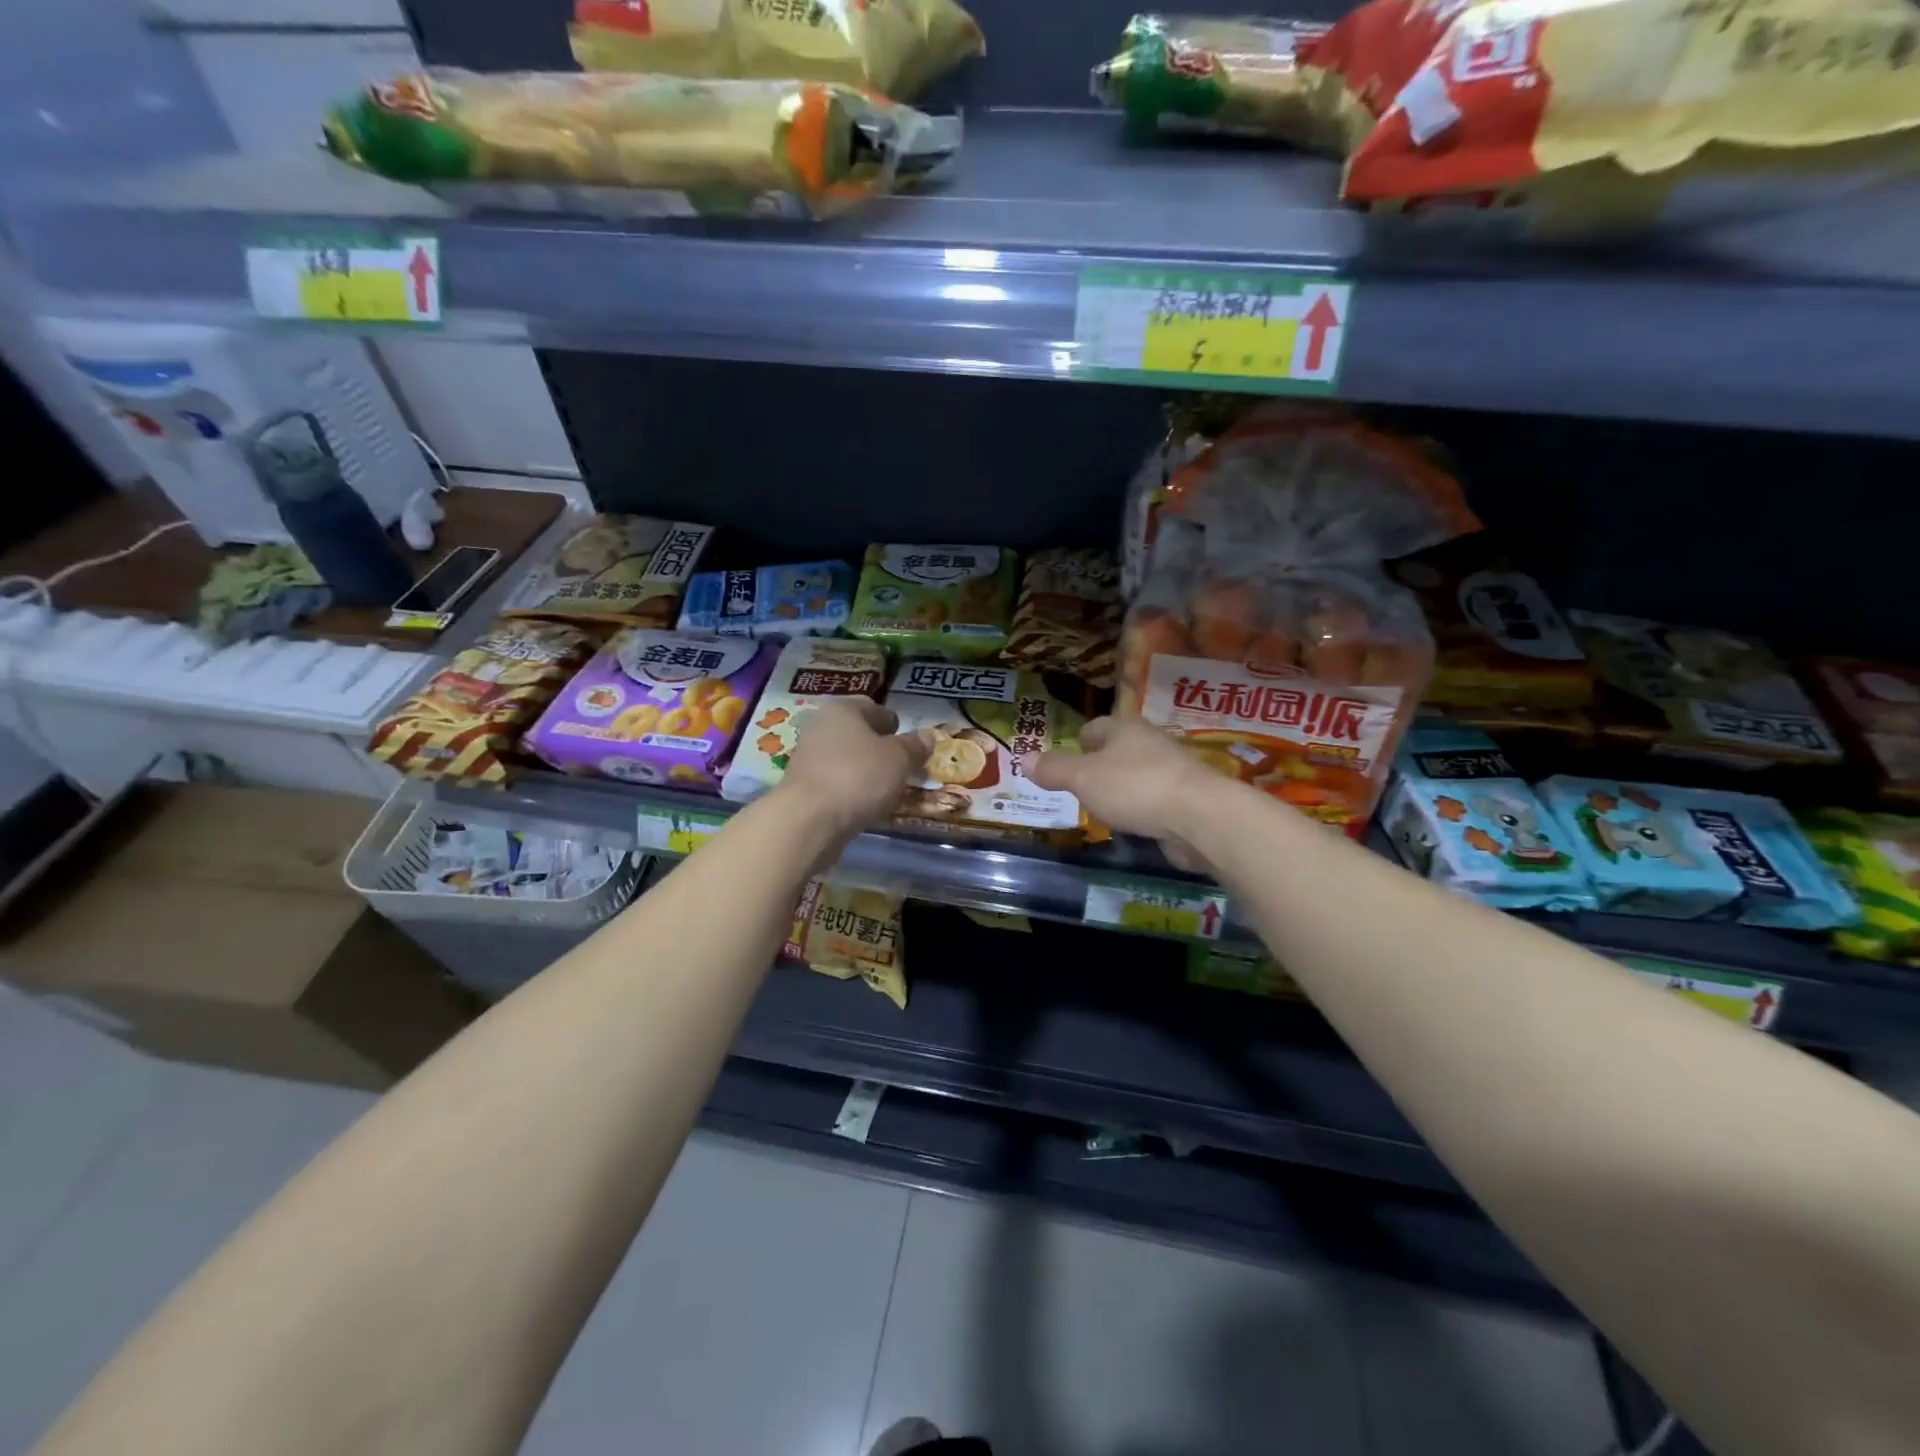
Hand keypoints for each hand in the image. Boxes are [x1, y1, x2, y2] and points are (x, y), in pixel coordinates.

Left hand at [777, 699, 932, 841]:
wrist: (808, 820)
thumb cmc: (858, 777)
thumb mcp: (898, 759)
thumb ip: (914, 746)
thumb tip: (927, 736)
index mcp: (842, 709)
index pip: (872, 706)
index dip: (892, 721)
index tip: (906, 739)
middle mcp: (819, 726)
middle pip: (855, 732)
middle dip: (877, 746)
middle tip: (900, 763)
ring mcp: (806, 757)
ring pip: (844, 757)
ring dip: (864, 768)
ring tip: (886, 787)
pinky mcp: (802, 786)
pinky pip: (834, 780)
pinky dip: (850, 787)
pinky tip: (864, 802)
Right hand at [1030, 716, 1225, 863]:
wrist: (1200, 816)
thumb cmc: (1134, 787)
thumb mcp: (1082, 778)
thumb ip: (1054, 769)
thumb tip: (1023, 758)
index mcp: (1125, 728)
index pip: (1095, 727)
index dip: (1079, 741)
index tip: (1067, 759)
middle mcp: (1151, 742)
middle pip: (1119, 748)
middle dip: (1101, 764)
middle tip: (1081, 785)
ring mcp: (1173, 770)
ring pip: (1139, 774)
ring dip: (1123, 787)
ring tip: (1104, 807)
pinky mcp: (1188, 798)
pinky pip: (1156, 799)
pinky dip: (1143, 808)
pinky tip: (1134, 824)